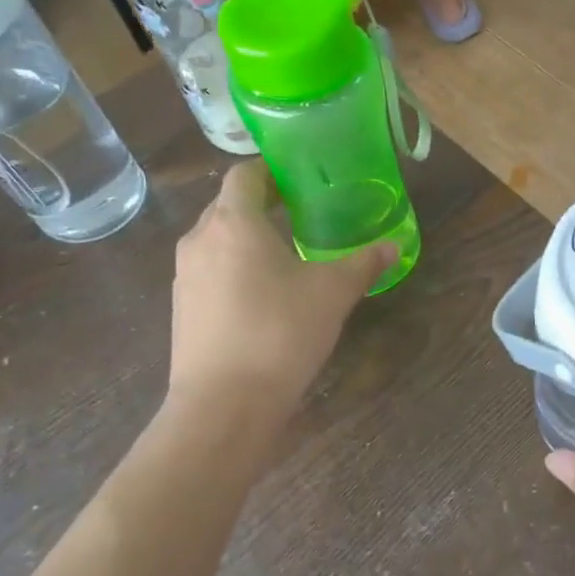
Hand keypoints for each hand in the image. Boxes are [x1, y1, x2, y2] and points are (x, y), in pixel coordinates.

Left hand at [167, 161, 396, 410]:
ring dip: (248, 235)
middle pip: (228, 204)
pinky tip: (264, 292)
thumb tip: (393, 246)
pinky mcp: (181, 308)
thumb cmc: (280, 333)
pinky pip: (210, 269)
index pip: (245, 173)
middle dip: (263, 202)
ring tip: (287, 250)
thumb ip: (363, 263)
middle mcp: (200, 239)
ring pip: (217, 238)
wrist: (223, 406)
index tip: (301, 177)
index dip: (272, 169)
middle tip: (303, 210)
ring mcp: (185, 276)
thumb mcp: (333, 293)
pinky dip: (235, 266)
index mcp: (234, 222)